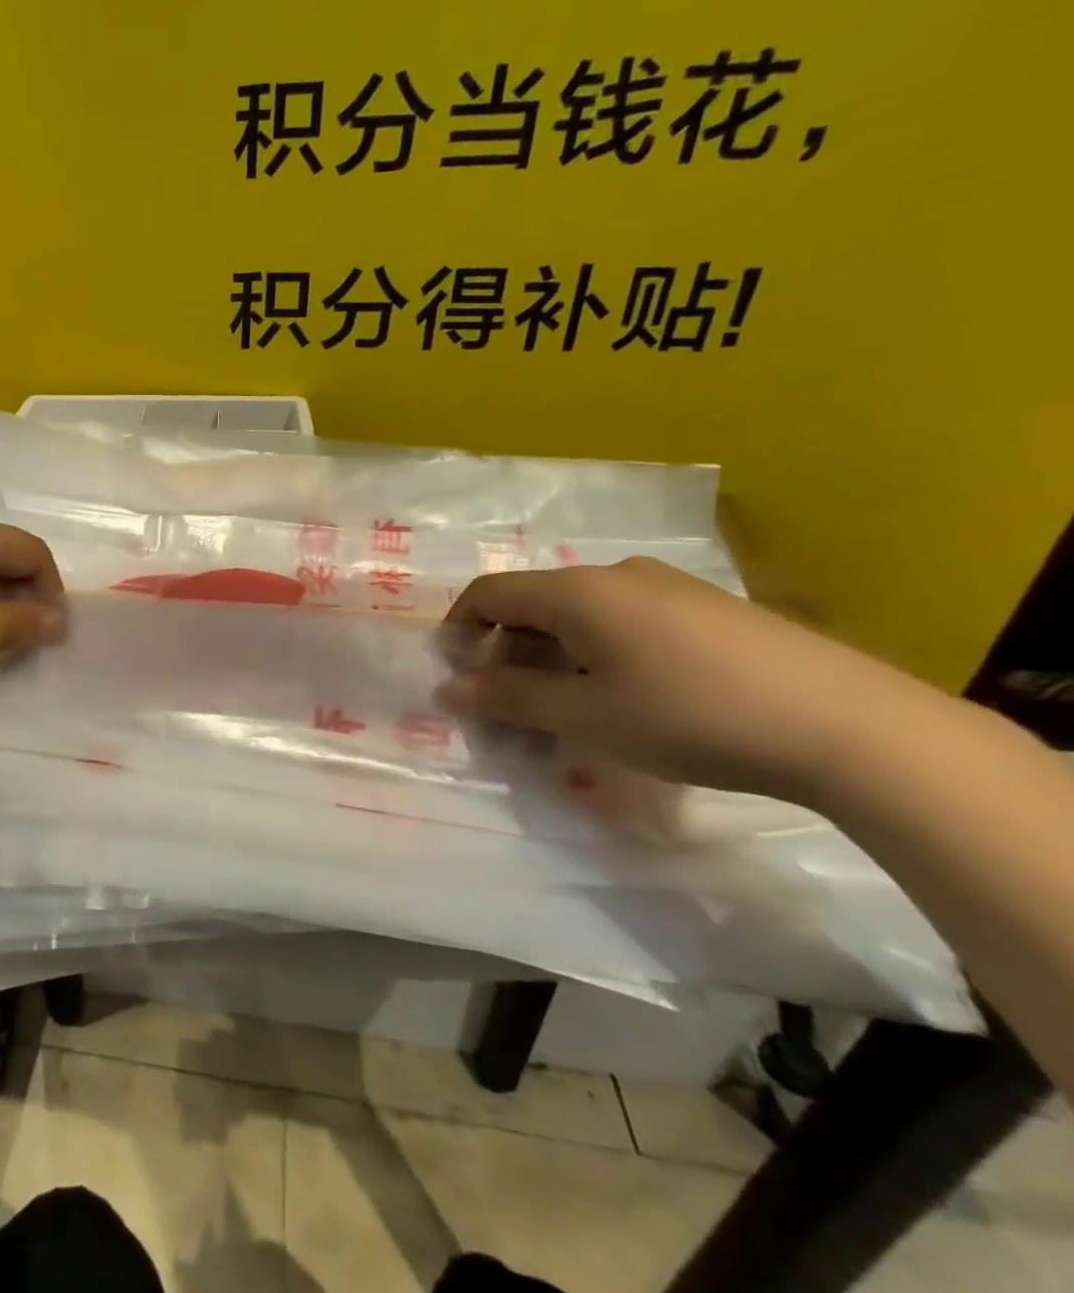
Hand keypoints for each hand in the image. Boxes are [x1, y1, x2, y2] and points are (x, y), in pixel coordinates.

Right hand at [440, 557, 957, 803]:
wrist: (850, 726)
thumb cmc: (689, 716)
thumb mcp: (585, 716)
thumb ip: (508, 698)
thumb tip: (450, 688)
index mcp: (576, 591)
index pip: (489, 594)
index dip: (458, 629)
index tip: (453, 674)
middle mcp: (616, 575)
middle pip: (534, 604)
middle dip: (507, 653)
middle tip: (508, 708)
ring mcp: (668, 587)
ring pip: (580, 616)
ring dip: (553, 658)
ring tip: (566, 712)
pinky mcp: (709, 609)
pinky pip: (625, 622)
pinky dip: (598, 655)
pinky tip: (625, 699)